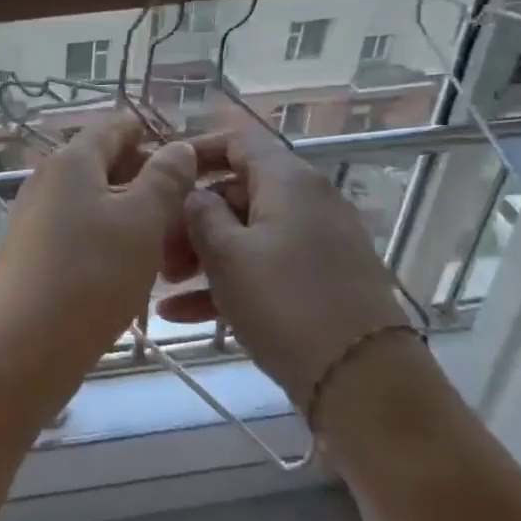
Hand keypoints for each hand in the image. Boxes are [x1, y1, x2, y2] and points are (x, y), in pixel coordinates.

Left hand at [0, 113, 199, 359]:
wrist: (23, 344)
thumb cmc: (91, 274)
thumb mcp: (142, 222)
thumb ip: (165, 179)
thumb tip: (179, 147)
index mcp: (72, 161)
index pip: (114, 127)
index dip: (151, 133)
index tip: (188, 153)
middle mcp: (48, 180)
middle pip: (103, 165)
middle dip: (147, 179)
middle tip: (188, 207)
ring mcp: (36, 218)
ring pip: (94, 202)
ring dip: (132, 215)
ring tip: (172, 244)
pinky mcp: (34, 253)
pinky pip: (80, 232)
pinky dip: (110, 240)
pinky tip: (135, 268)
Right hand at [155, 123, 409, 410]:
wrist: (363, 380)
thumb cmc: (285, 303)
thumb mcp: (226, 254)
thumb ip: (199, 212)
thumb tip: (194, 194)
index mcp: (288, 180)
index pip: (237, 140)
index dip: (195, 150)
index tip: (159, 174)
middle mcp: (307, 201)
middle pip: (235, 192)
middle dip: (189, 218)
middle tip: (156, 248)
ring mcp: (317, 242)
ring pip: (245, 234)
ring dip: (201, 255)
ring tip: (163, 284)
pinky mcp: (320, 280)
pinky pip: (264, 266)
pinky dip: (227, 282)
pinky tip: (181, 313)